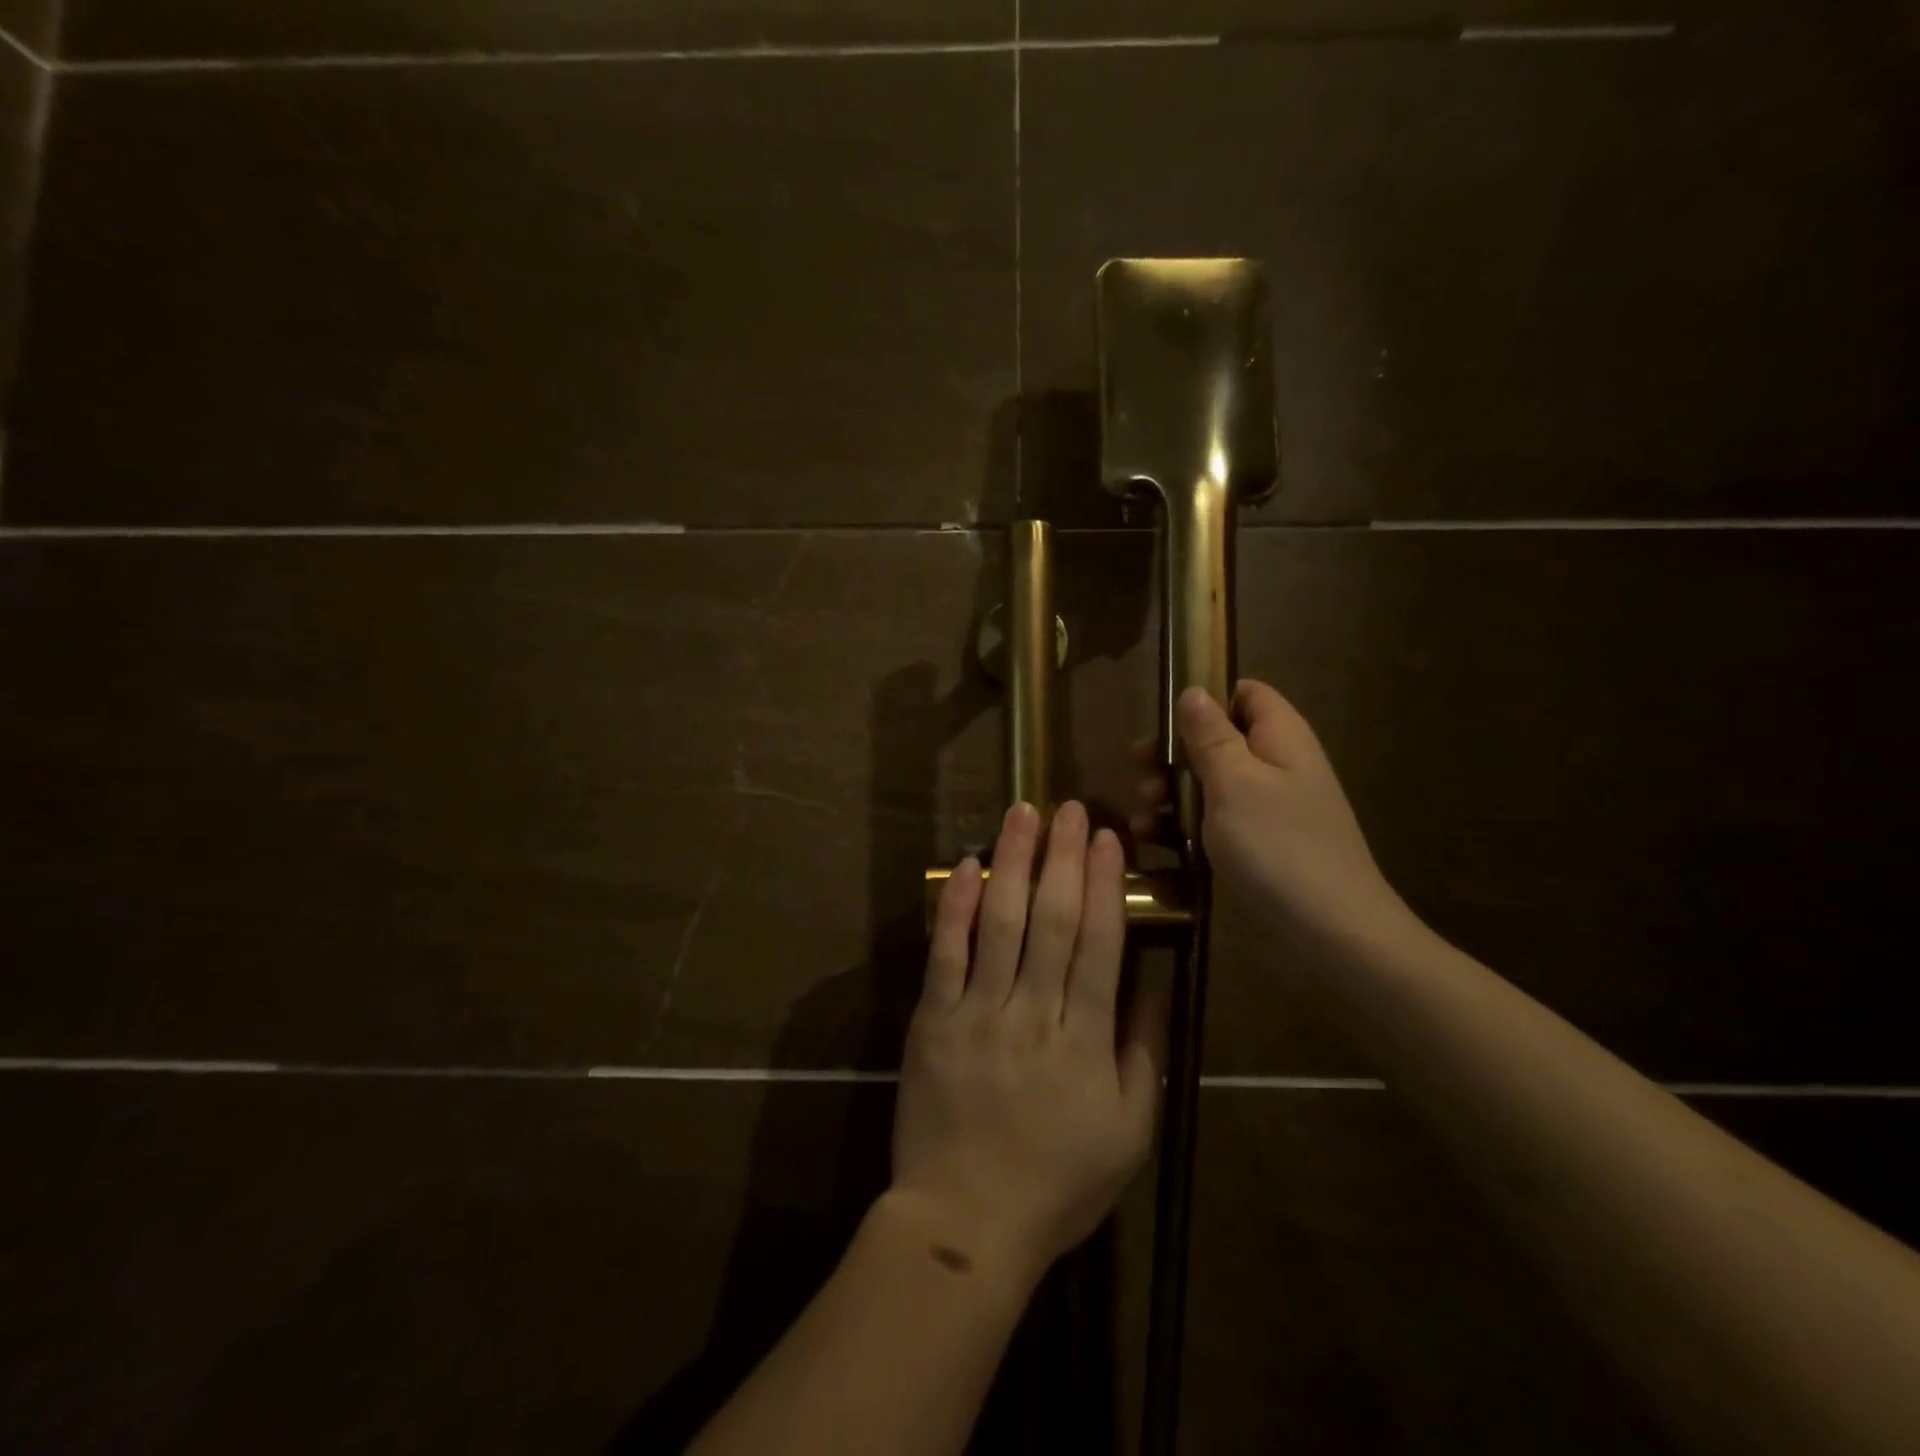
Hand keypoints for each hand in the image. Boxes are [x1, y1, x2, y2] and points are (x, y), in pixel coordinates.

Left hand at [891, 800, 1166, 1281]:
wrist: (965, 1222)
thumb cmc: (1056, 1184)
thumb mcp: (1128, 1134)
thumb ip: (1143, 1057)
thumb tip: (1152, 988)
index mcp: (1084, 1041)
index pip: (1100, 945)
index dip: (1106, 886)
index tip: (1109, 839)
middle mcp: (1033, 1013)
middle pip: (1053, 920)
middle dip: (1064, 857)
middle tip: (1071, 809)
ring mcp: (977, 1012)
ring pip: (1000, 922)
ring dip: (1013, 862)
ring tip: (1023, 813)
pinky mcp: (933, 1019)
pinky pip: (944, 953)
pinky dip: (954, 906)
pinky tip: (965, 864)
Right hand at [1136, 681, 1408, 947]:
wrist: (1329, 933)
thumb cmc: (1278, 845)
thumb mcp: (1235, 781)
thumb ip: (1210, 735)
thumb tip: (1195, 691)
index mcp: (1280, 738)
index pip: (1246, 694)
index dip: (1206, 699)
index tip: (1164, 721)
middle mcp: (1275, 767)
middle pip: (1218, 741)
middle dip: (1174, 754)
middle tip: (1140, 772)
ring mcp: (1265, 811)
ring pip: (1208, 785)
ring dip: (1170, 794)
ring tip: (1141, 813)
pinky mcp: (1254, 848)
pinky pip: (1212, 824)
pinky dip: (1180, 828)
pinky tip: (1150, 841)